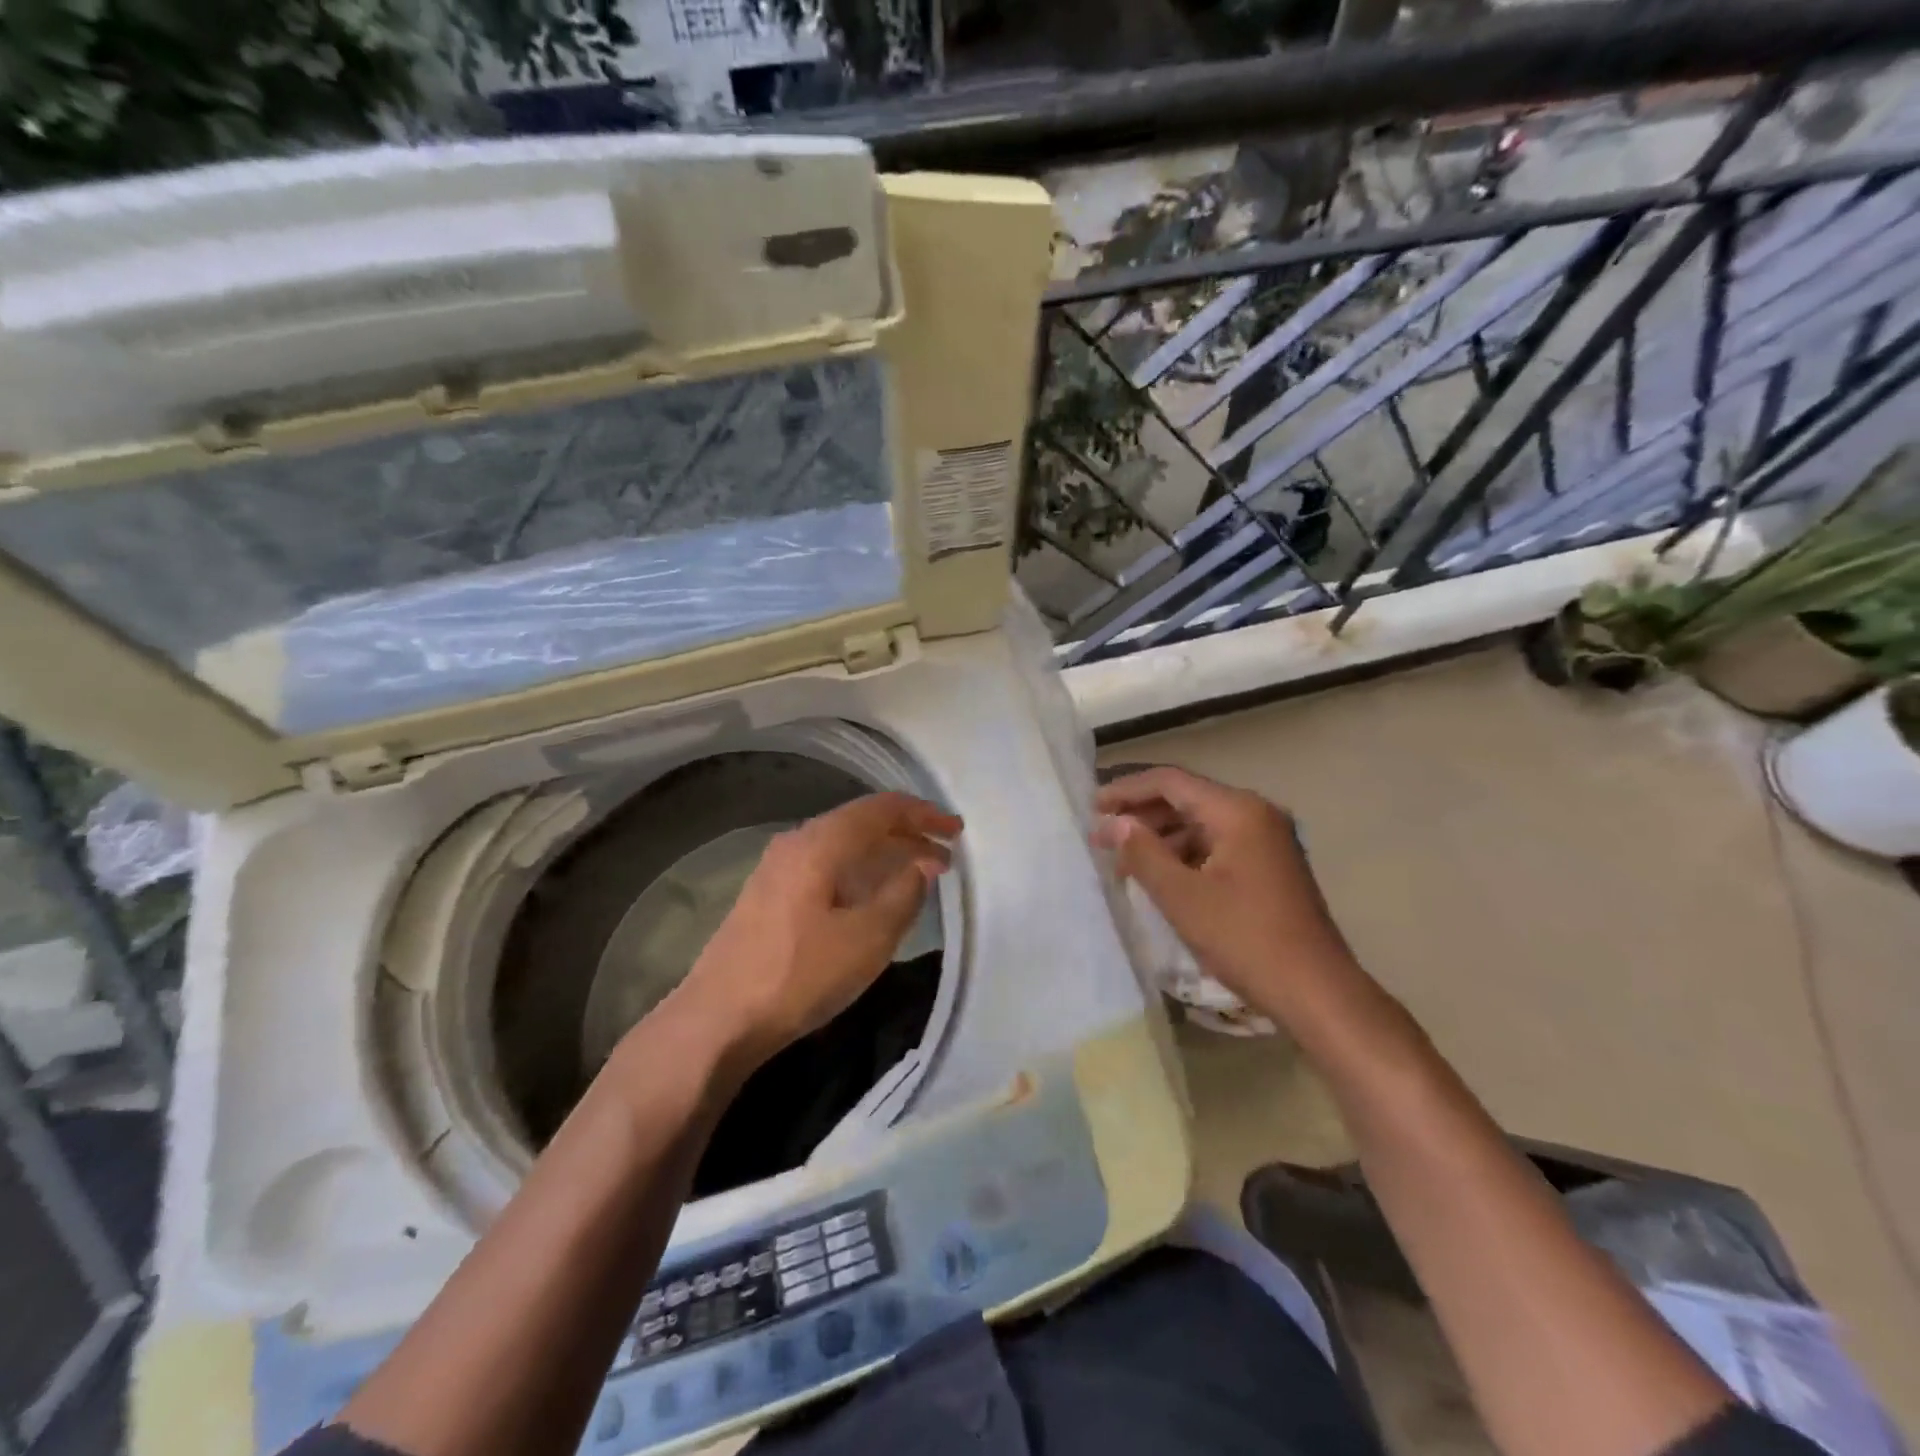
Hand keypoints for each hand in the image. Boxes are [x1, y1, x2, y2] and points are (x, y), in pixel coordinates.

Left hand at [675, 792, 960, 1064]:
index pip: (881, 809)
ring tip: (919, 875)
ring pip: (844, 846)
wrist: (718, 1019)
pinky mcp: (770, 895)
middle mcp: (797, 843)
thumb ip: (903, 894)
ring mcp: (778, 869)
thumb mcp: (867, 938)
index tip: (956, 831)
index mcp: (820, 843)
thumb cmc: (799, 975)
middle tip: (945, 857)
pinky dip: (860, 872)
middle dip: (907, 835)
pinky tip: (874, 896)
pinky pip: (828, 866)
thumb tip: (923, 865)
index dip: (923, 814)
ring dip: (884, 855)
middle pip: (861, 823)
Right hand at [1092, 766, 1353, 1024]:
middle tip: (1101, 836)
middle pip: (1186, 799)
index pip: (1171, 782)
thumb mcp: (1183, 897)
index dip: (1127, 791)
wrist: (1317, 992)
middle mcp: (1255, 814)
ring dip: (1160, 837)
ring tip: (1122, 859)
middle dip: (1141, 815)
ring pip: (1200, 823)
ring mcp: (1266, 840)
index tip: (1092, 808)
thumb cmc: (1246, 940)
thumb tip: (1114, 823)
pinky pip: (1216, 845)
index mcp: (1238, 811)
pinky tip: (1159, 875)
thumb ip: (1143, 853)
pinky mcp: (1269, 866)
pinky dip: (1184, 854)